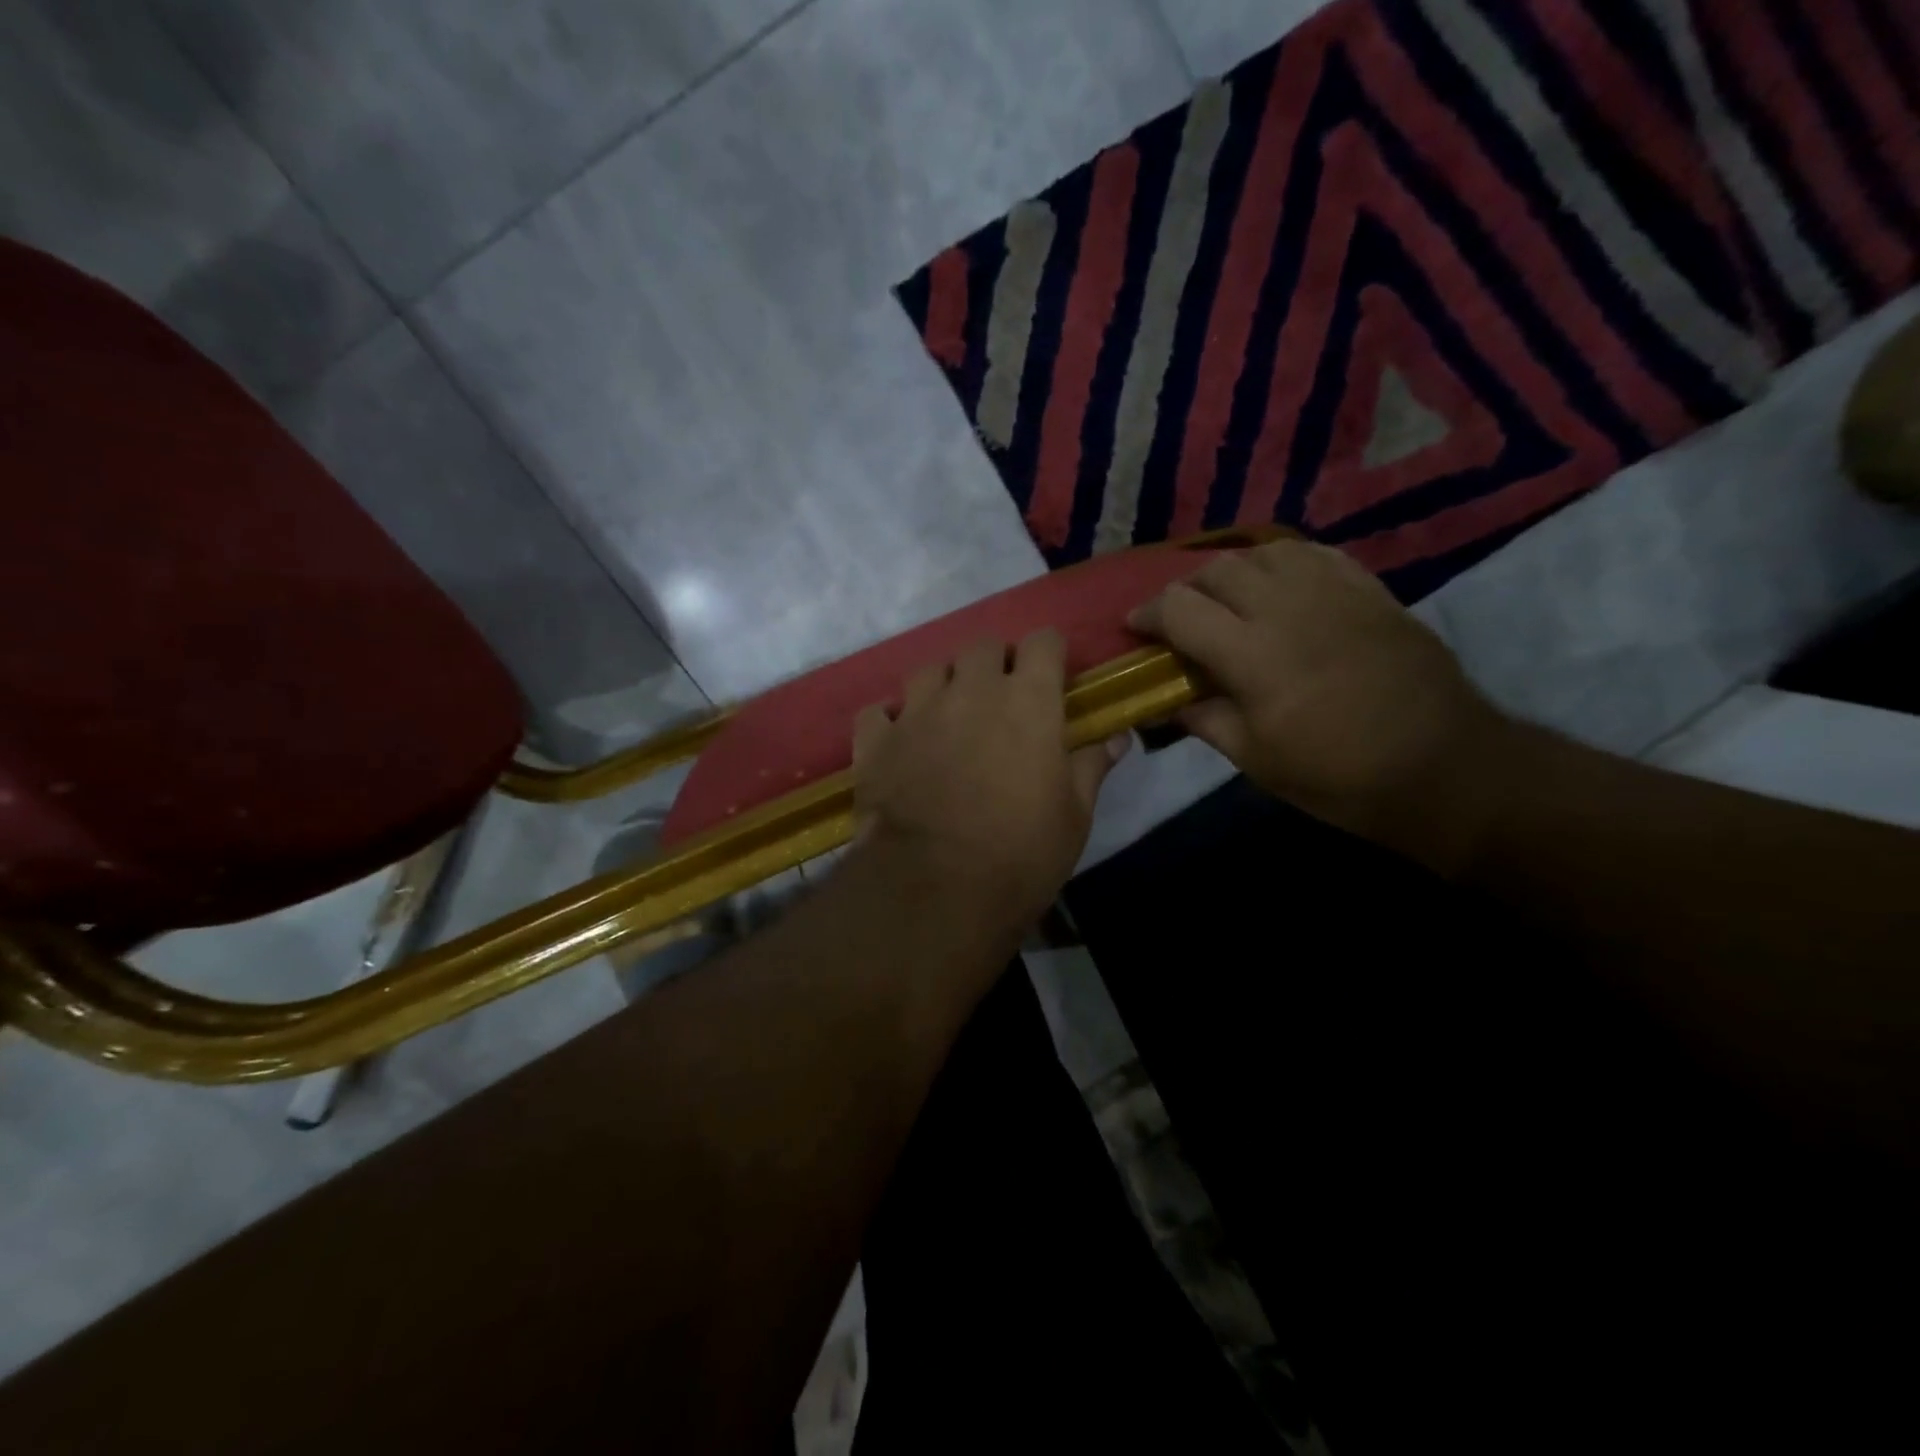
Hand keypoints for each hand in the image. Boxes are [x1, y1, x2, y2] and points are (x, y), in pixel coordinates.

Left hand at [852, 631, 1129, 931]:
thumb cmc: (1021, 853)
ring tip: (948, 718)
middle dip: (995, 664)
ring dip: (943, 685)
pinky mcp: (876, 741)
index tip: (1051, 678)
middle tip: (1001, 700)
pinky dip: (889, 722)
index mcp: (1027, 701)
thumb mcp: (1074, 816)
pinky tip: (899, 743)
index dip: (1048, 654)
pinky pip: (878, 713)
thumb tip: (1118, 737)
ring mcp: (917, 712)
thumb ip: (1091, 766)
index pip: (1042, 641)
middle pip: (982, 647)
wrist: (936, 888)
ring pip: (928, 670)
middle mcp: (971, 691)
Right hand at [1129, 540, 1508, 872]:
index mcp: (1252, 655)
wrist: (1443, 767)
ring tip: (1229, 598)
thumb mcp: (1257, 761)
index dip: (1148, 613)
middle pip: (1218, 571)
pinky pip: (1314, 554)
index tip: (1138, 628)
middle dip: (1186, 590)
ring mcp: (1334, 593)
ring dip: (1233, 571)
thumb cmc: (1340, 777)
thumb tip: (1169, 699)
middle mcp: (1287, 609)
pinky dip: (1283, 563)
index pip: (1180, 608)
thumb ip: (1206, 719)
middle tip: (1181, 618)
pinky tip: (1280, 584)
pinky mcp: (1369, 590)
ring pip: (1264, 553)